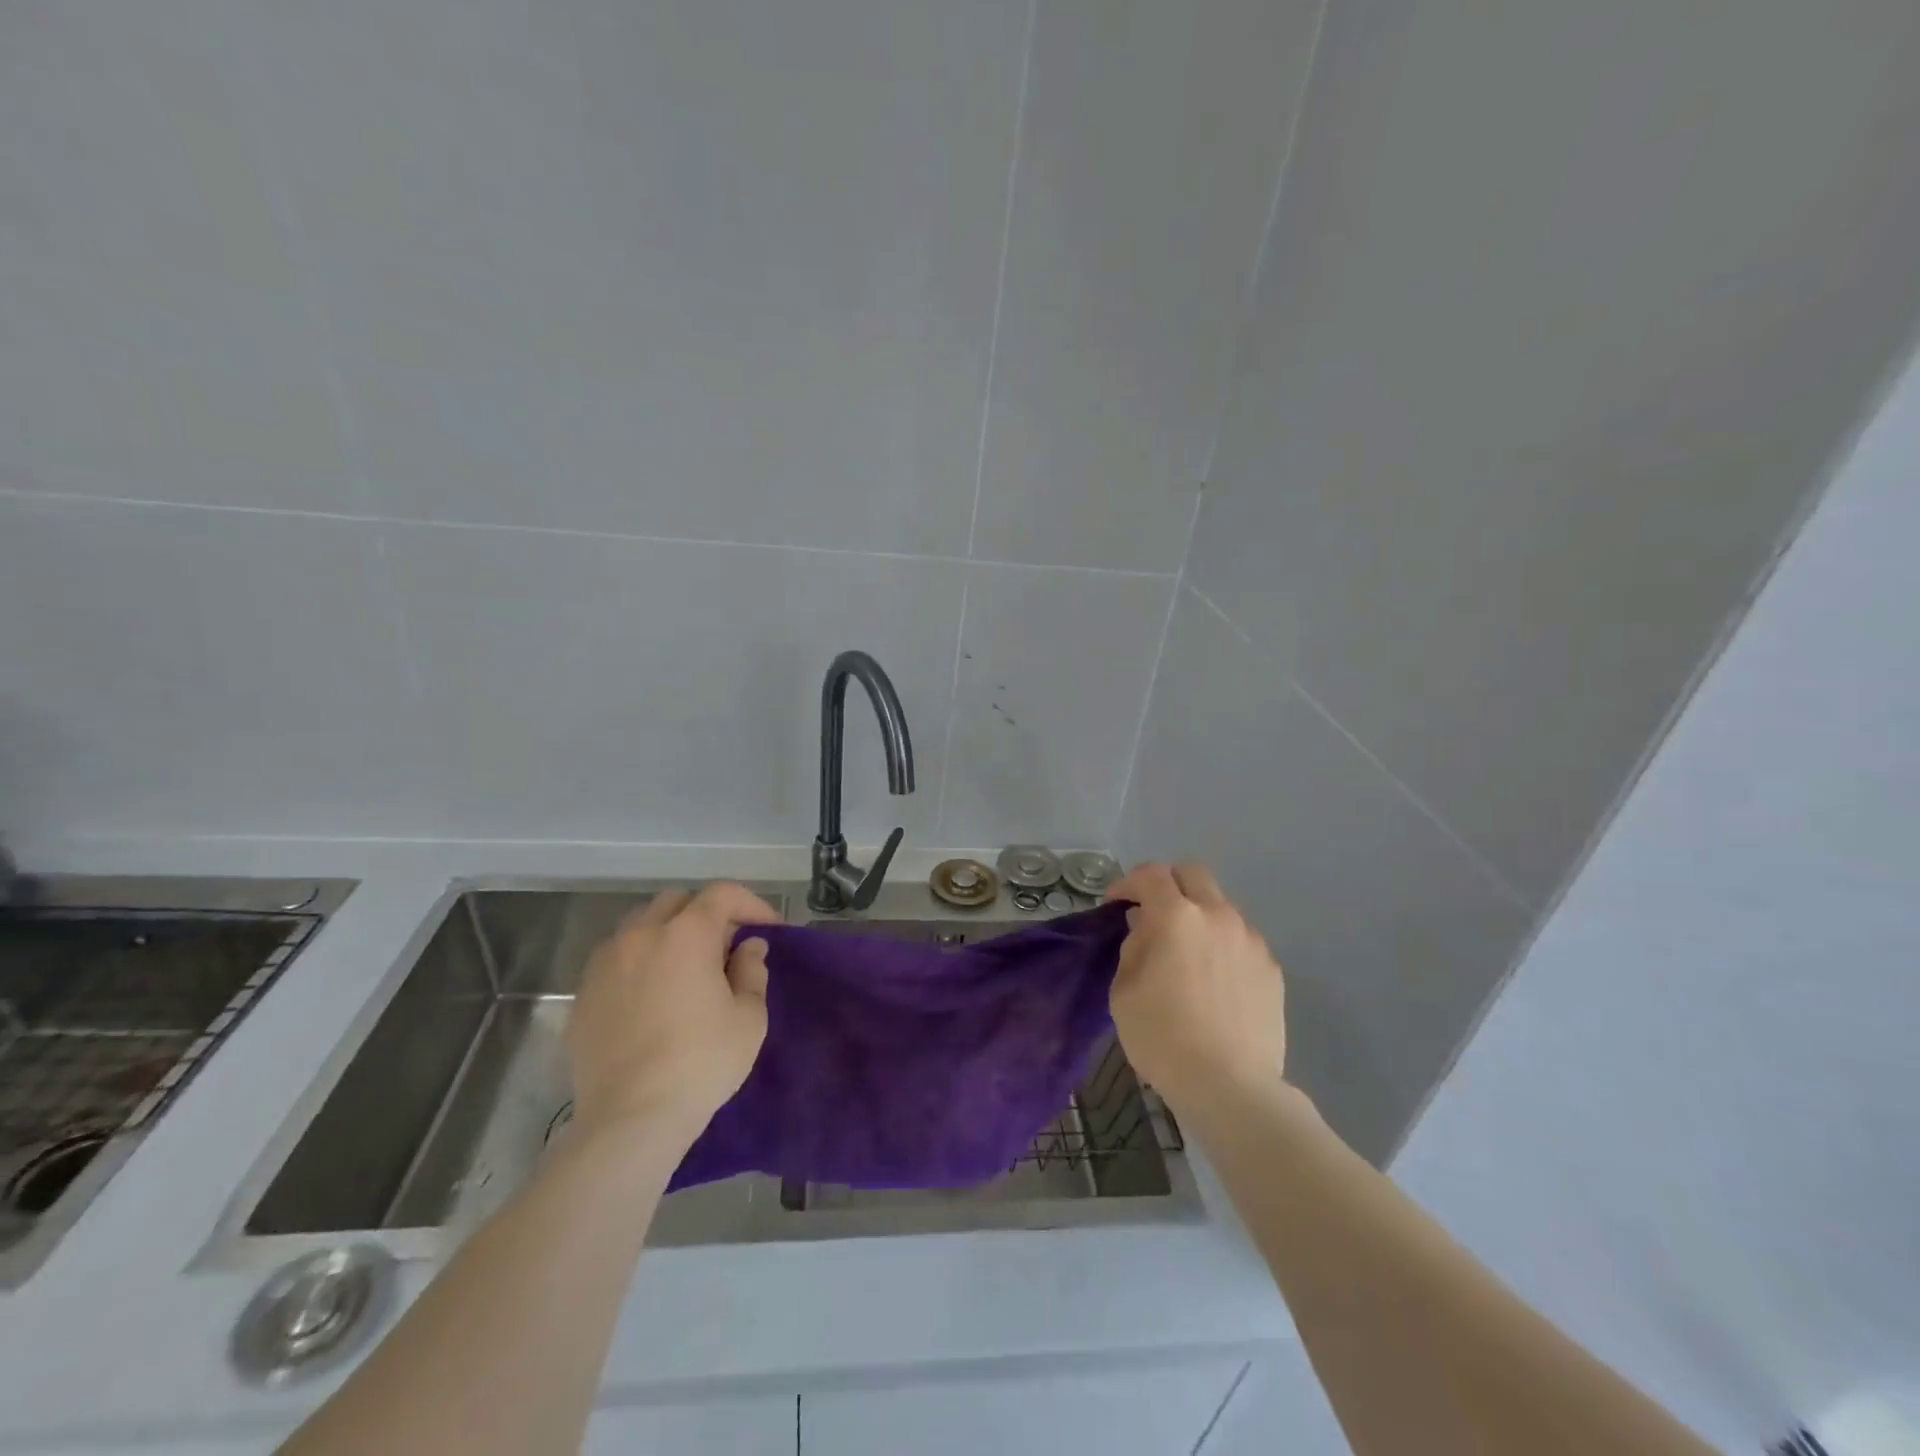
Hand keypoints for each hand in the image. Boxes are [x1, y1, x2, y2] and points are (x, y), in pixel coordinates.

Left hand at [566, 883, 781, 1145]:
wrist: (631, 1118)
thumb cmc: (701, 1062)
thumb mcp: (749, 1017)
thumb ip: (752, 971)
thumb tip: (748, 947)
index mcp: (686, 934)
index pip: (722, 894)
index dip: (750, 904)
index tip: (766, 929)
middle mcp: (641, 935)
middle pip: (677, 901)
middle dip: (706, 913)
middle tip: (726, 946)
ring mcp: (605, 963)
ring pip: (640, 926)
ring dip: (668, 933)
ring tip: (685, 967)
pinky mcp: (583, 995)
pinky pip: (616, 960)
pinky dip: (639, 962)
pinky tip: (651, 996)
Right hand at [1107, 862, 1286, 1108]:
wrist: (1230, 1086)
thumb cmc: (1162, 1037)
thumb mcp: (1123, 990)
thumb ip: (1133, 946)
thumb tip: (1146, 927)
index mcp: (1176, 916)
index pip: (1150, 874)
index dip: (1128, 883)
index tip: (1117, 904)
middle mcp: (1217, 916)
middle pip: (1193, 874)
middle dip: (1169, 884)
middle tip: (1153, 914)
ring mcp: (1250, 940)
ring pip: (1220, 907)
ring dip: (1199, 917)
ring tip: (1187, 954)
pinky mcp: (1271, 968)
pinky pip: (1241, 941)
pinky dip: (1223, 947)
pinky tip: (1214, 982)